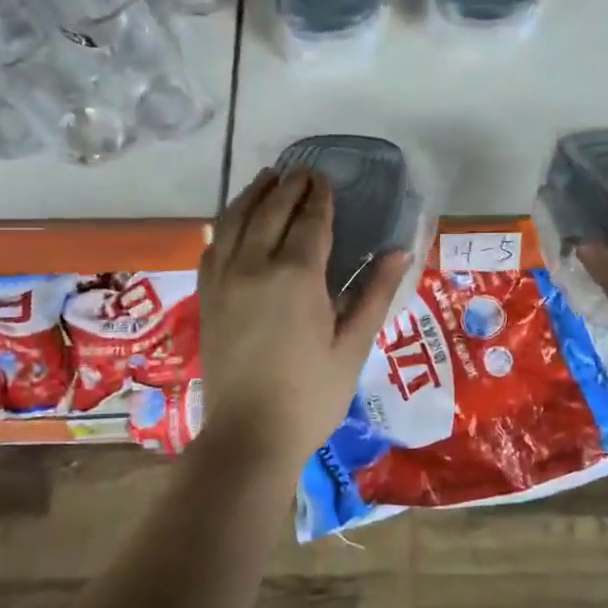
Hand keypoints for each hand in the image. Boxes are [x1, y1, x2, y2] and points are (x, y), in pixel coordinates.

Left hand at [194, 167, 409, 469]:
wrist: (249, 436)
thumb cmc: (311, 396)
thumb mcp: (353, 347)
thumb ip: (373, 294)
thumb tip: (399, 252)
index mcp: (296, 276)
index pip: (309, 222)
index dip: (319, 198)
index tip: (325, 179)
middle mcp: (254, 266)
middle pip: (270, 212)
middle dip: (288, 187)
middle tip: (302, 171)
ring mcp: (224, 281)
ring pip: (235, 221)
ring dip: (253, 196)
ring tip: (268, 179)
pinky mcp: (207, 298)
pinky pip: (213, 247)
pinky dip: (226, 225)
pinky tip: (234, 222)